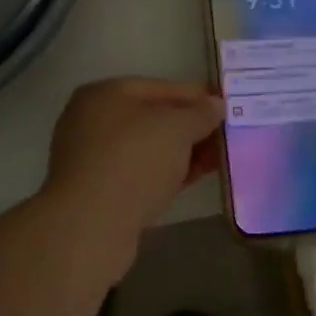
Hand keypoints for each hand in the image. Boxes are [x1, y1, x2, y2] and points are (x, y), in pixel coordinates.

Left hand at [42, 78, 224, 259]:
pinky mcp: (98, 191)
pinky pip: (140, 173)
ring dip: (182, 152)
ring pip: (148, 148)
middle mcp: (93, 120)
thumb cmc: (133, 161)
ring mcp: (93, 157)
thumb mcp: (176, 128)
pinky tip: (192, 178)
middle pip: (153, 118)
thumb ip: (200, 114)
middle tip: (225, 136)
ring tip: (217, 159)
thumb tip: (215, 104)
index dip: (196, 96)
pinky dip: (166, 173)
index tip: (225, 106)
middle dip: (191, 127)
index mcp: (105, 93)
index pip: (160, 87)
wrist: (90, 227)